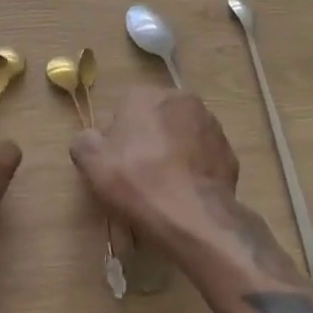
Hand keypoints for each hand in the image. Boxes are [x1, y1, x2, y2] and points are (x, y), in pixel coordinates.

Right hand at [70, 87, 239, 249]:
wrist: (194, 218)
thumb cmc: (138, 182)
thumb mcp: (92, 163)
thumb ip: (84, 142)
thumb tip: (90, 139)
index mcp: (144, 94)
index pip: (123, 111)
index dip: (116, 141)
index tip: (116, 167)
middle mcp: (179, 99)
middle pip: (154, 121)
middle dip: (147, 143)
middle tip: (140, 179)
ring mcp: (209, 124)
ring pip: (181, 137)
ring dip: (173, 154)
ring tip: (166, 190)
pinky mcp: (228, 152)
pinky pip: (203, 158)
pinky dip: (195, 171)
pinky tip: (186, 195)